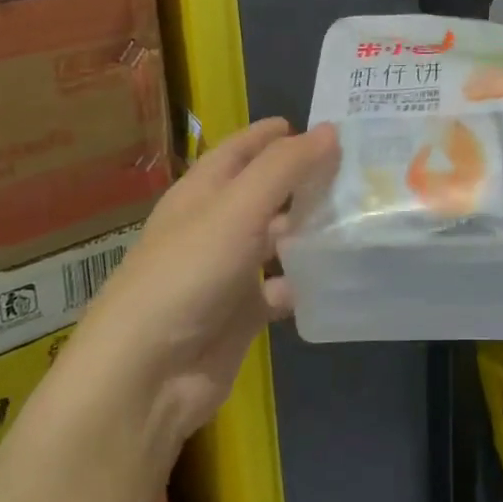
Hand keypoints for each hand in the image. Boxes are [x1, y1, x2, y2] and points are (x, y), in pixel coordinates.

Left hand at [56, 118, 338, 453]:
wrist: (146, 375)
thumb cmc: (189, 273)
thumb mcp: (239, 208)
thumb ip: (285, 167)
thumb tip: (331, 130)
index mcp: (200, 194)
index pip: (238, 151)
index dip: (270, 135)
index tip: (315, 126)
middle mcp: (213, 227)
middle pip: (262, 193)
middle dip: (301, 180)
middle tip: (353, 169)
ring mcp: (227, 272)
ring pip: (275, 240)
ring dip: (308, 230)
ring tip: (356, 216)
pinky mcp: (240, 315)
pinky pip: (281, 290)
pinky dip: (305, 281)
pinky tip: (335, 275)